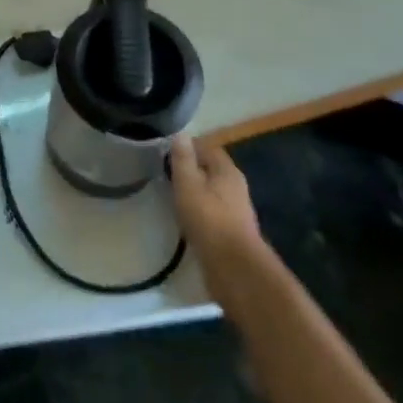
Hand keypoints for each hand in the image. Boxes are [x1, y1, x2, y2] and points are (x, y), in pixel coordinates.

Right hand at [168, 135, 262, 269]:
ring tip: (171, 194)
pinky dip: (199, 209)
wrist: (235, 268)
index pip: (208, 147)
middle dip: (190, 168)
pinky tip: (185, 217)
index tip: (165, 152)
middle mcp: (236, 186)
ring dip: (195, 190)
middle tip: (165, 172)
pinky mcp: (232, 231)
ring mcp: (236, 210)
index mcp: (227, 171)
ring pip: (212, 191)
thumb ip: (183, 159)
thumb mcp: (188, 184)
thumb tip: (181, 134)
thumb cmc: (209, 219)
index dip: (187, 147)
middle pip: (211, 169)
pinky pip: (212, 210)